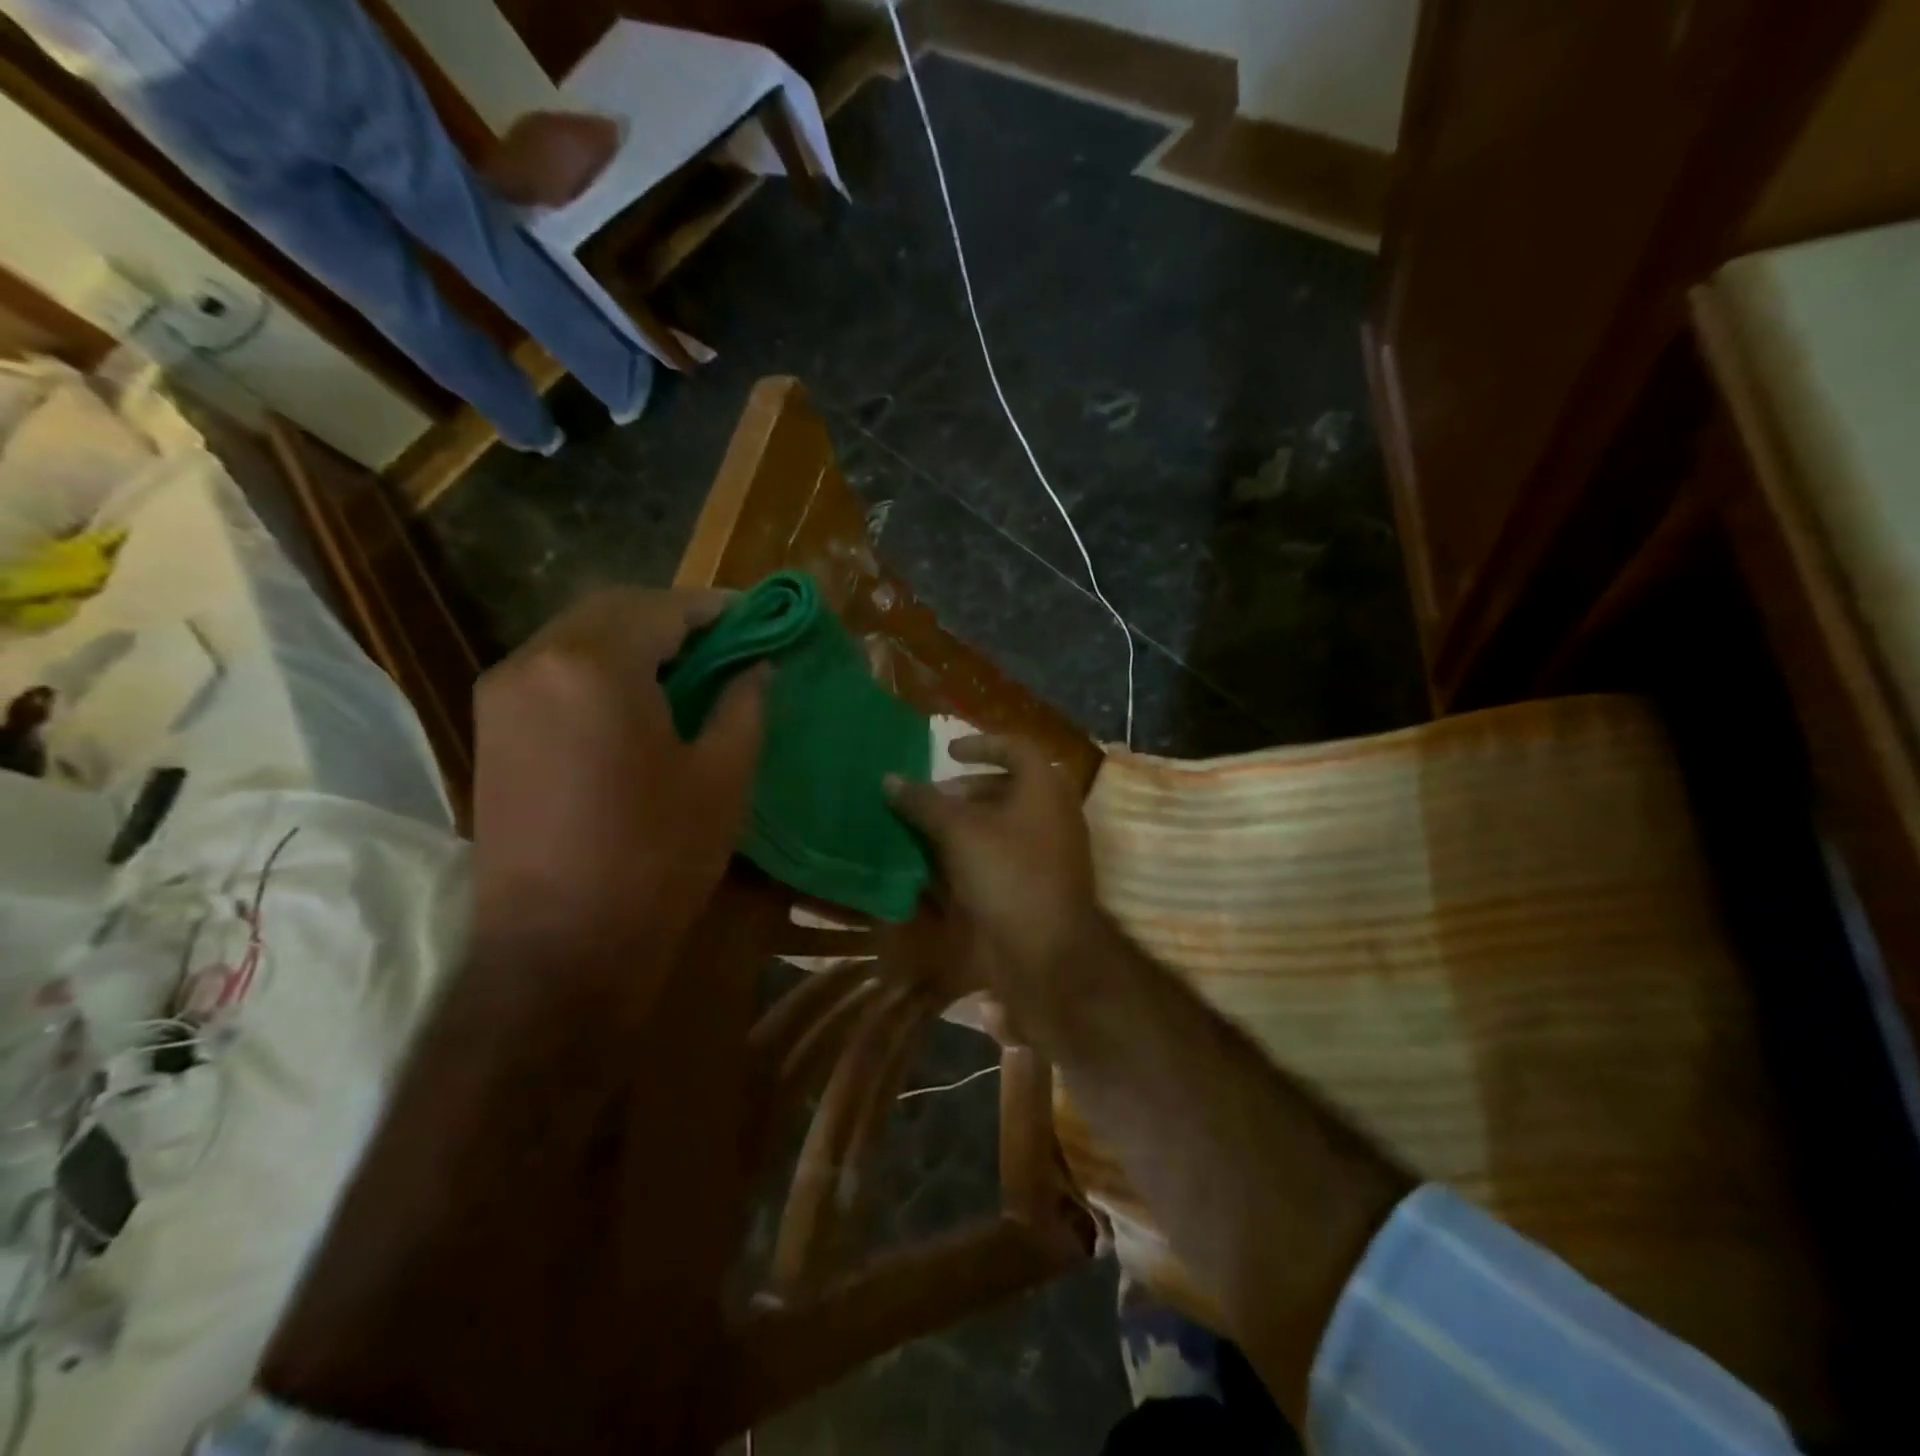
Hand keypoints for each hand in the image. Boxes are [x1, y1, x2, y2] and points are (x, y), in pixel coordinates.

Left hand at [470, 587, 768, 957]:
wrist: (558, 948)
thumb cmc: (656, 857)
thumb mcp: (723, 778)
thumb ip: (744, 706)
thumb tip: (758, 668)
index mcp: (594, 666)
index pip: (663, 607)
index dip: (715, 608)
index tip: (755, 616)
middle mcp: (535, 662)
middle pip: (613, 610)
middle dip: (672, 617)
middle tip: (724, 640)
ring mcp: (501, 695)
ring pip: (577, 636)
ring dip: (634, 639)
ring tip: (687, 668)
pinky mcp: (490, 729)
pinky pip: (553, 670)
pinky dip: (599, 667)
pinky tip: (637, 699)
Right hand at [885, 735, 1103, 1015]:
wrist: (1047, 950)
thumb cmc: (1008, 873)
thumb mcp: (959, 832)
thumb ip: (924, 803)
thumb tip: (889, 779)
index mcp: (1044, 787)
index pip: (1015, 747)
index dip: (980, 744)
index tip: (947, 752)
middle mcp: (1052, 813)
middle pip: (1007, 787)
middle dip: (964, 791)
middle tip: (930, 800)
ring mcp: (1049, 851)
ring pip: (1003, 825)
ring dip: (965, 825)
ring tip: (926, 832)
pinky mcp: (1038, 883)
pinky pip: (1004, 855)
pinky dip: (974, 853)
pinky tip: (941, 867)